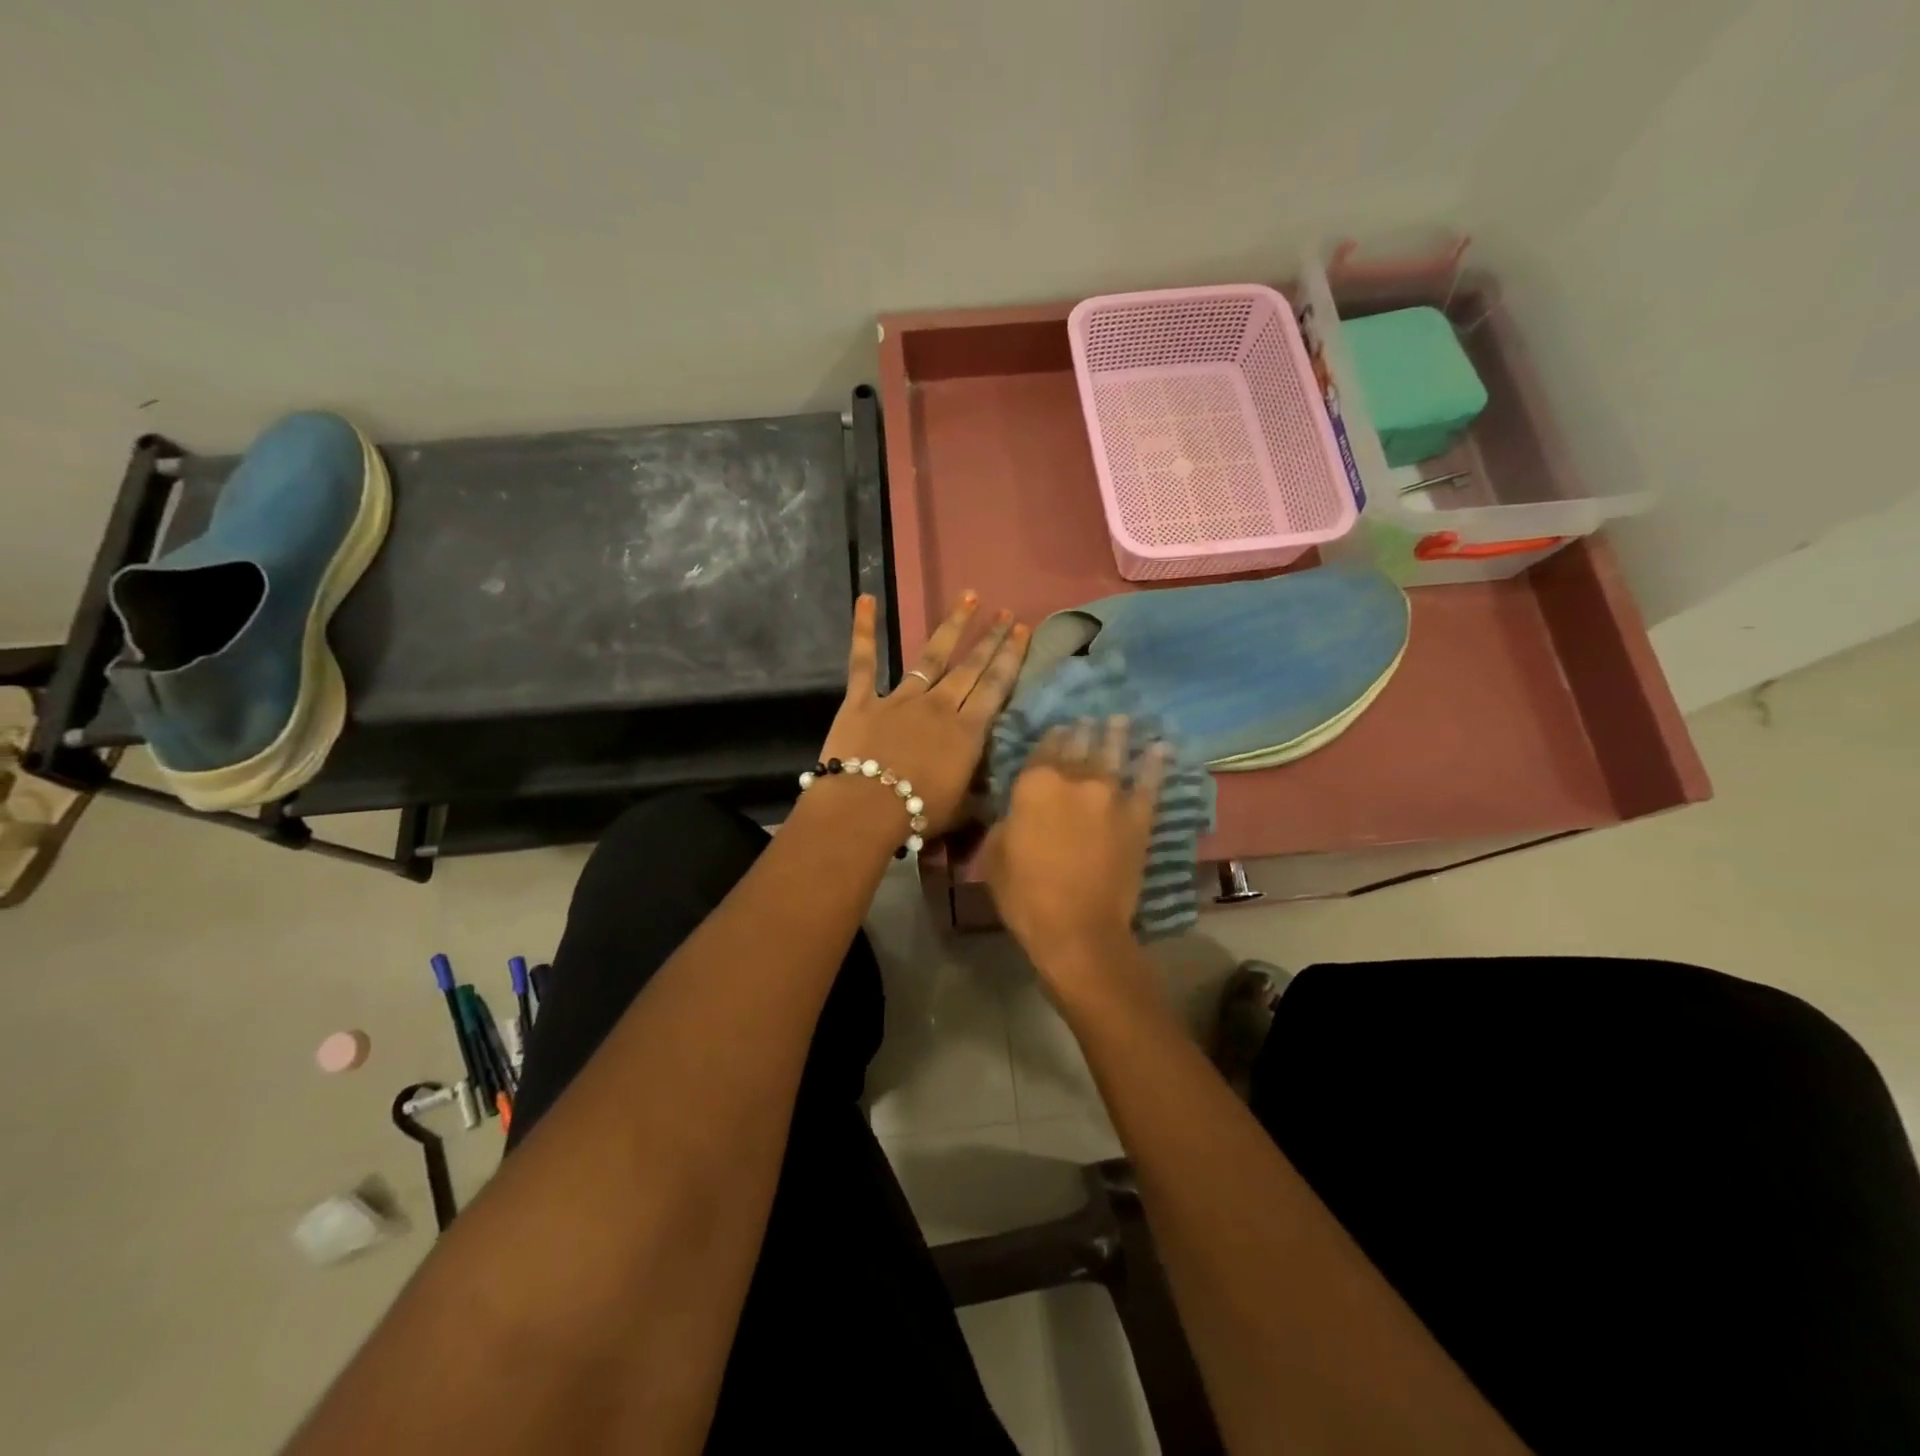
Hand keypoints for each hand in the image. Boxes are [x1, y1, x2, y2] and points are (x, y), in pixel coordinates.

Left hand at [817, 592, 1028, 834]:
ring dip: (952, 626)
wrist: (866, 808)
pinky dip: (864, 629)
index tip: (1023, 631)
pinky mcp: (863, 700)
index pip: (996, 687)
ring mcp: (900, 698)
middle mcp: (939, 705)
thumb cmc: (918, 813)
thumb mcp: (961, 810)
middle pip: (970, 666)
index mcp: (967, 731)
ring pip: (931, 656)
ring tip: (969, 598)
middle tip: (1006, 613)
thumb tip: (994, 793)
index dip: (1011, 657)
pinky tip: (866, 599)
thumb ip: (978, 795)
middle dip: (991, 638)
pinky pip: (864, 661)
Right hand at [982, 716, 1167, 983]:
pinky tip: (1162, 748)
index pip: (1043, 749)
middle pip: (1080, 746)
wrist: (1077, 928)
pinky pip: (1149, 784)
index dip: (1052, 736)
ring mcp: (1111, 797)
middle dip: (1084, 730)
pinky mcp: (1137, 818)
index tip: (1059, 726)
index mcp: (1035, 785)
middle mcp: (1074, 780)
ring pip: (1115, 755)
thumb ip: (1005, 823)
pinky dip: (1155, 764)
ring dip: (1118, 734)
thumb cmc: (1025, 894)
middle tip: (1090, 717)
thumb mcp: (995, 855)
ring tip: (1123, 719)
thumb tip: (1016, 812)